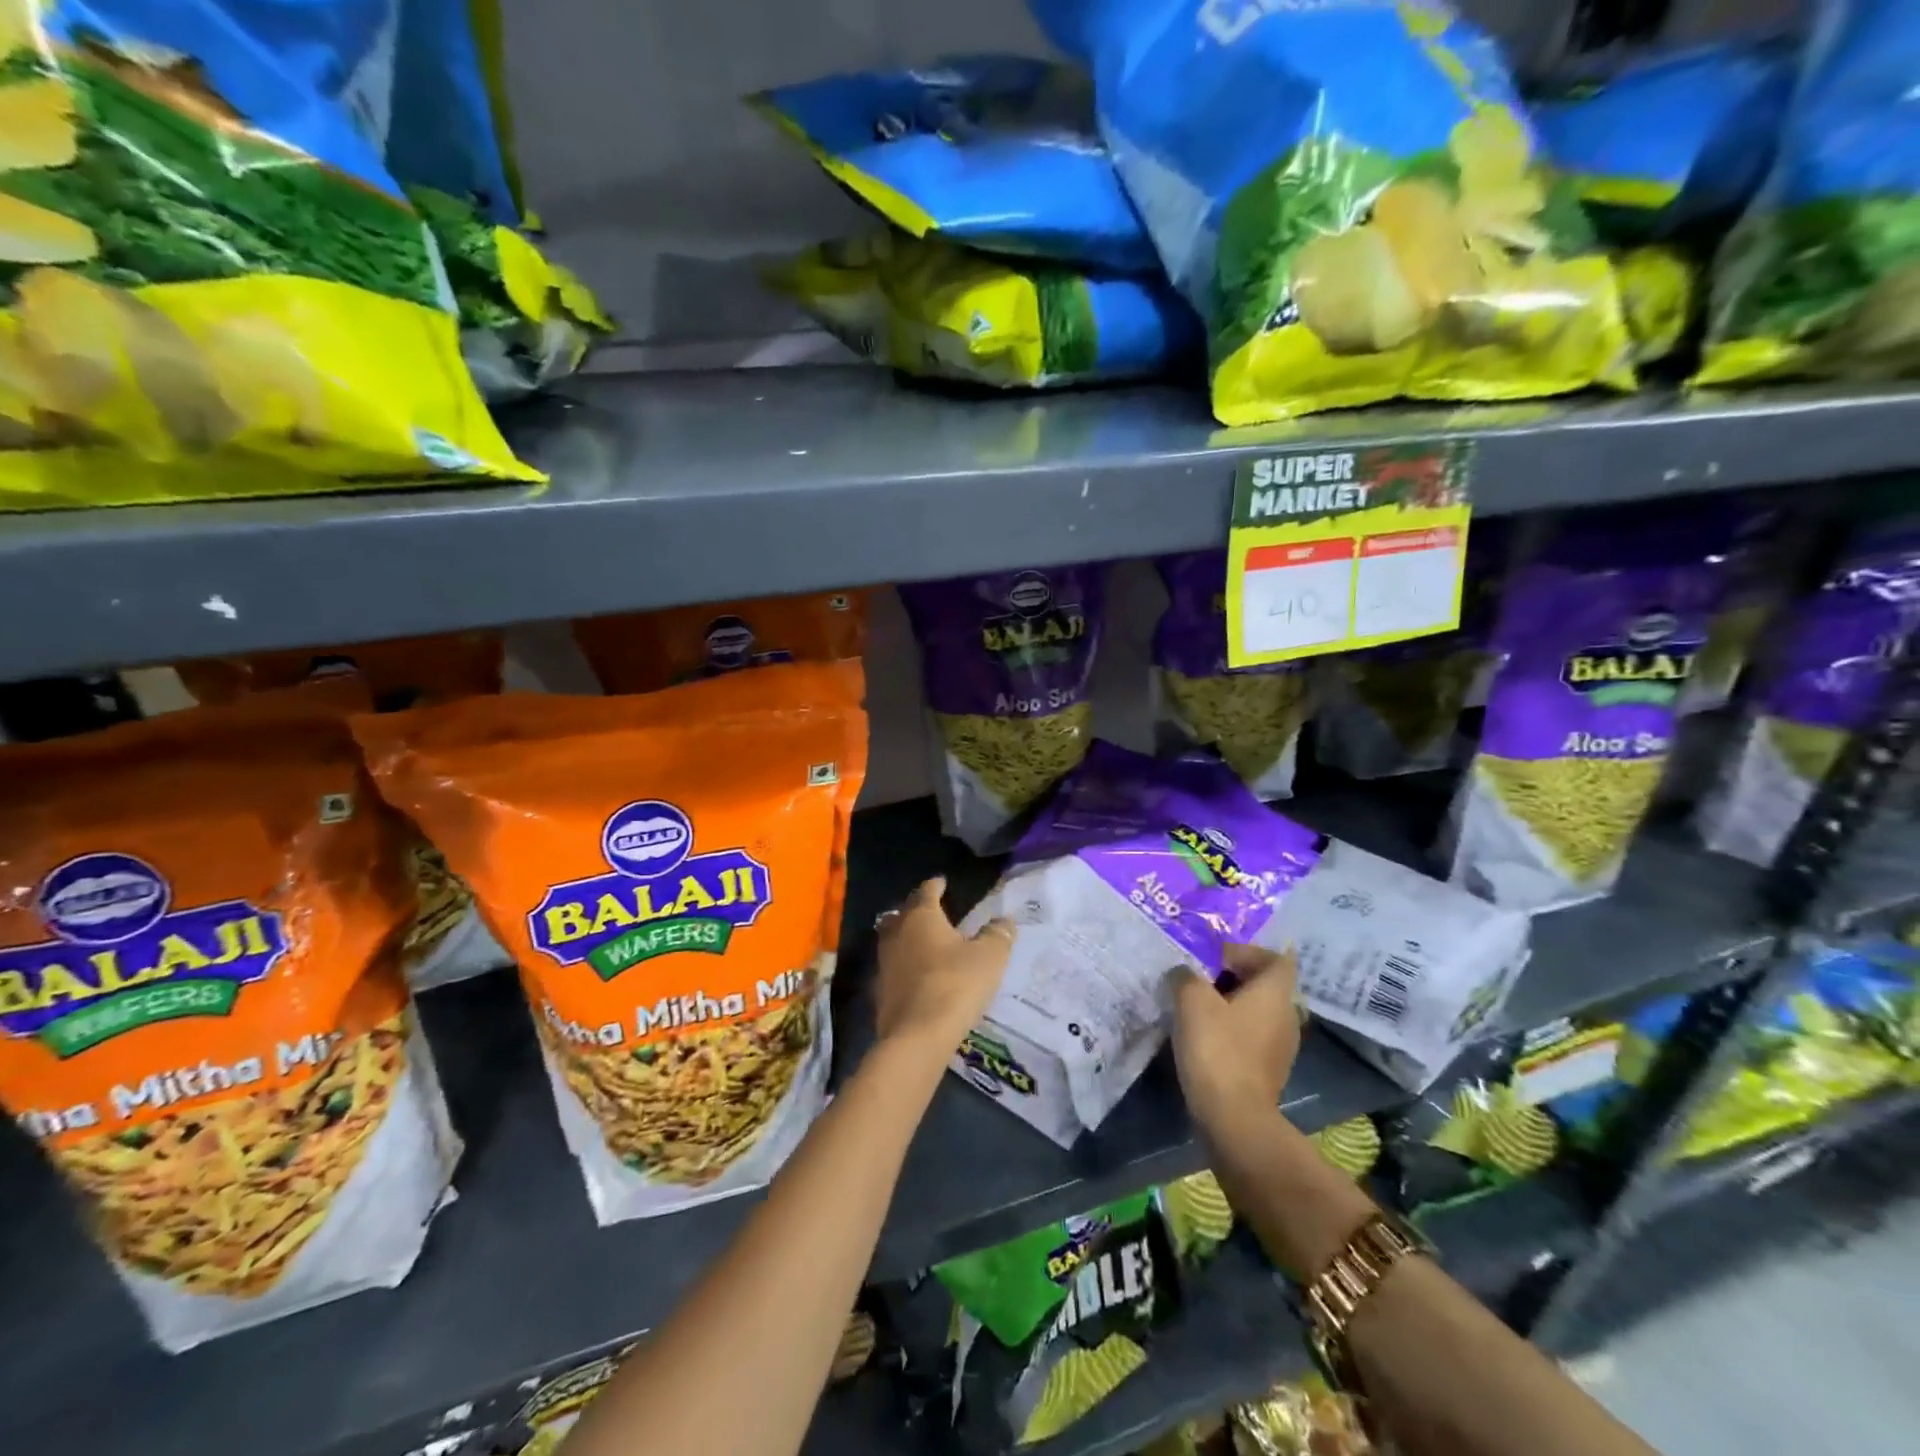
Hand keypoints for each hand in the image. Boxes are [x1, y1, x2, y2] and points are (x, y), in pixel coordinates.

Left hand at [873, 877, 1014, 1059]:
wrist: (917, 1036)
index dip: (936, 885)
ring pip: (894, 939)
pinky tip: (918, 974)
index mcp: (921, 916)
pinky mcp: (880, 990)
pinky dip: (905, 965)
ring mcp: (884, 962)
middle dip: (916, 909)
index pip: (927, 891)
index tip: (942, 881)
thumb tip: (1004, 921)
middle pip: (903, 913)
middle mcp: (897, 933)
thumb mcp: (989, 957)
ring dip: (908, 937)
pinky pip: (894, 967)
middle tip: (932, 911)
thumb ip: (997, 935)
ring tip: (926, 942)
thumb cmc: (955, 984)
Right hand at [1170, 943, 1302, 1139]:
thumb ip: (1186, 975)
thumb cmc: (1217, 1048)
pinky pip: (1251, 1035)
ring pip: (1256, 1010)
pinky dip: (1230, 1029)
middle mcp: (1287, 1015)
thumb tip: (1184, 973)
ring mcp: (1281, 1045)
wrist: (1233, 1118)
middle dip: (1231, 976)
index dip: (1246, 951)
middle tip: (1197, 978)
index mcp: (1276, 992)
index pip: (1275, 957)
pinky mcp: (1268, 1069)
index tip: (1214, 958)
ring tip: (1194, 1006)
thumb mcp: (1191, 999)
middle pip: (1264, 983)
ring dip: (1228, 1003)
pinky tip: (1202, 1036)